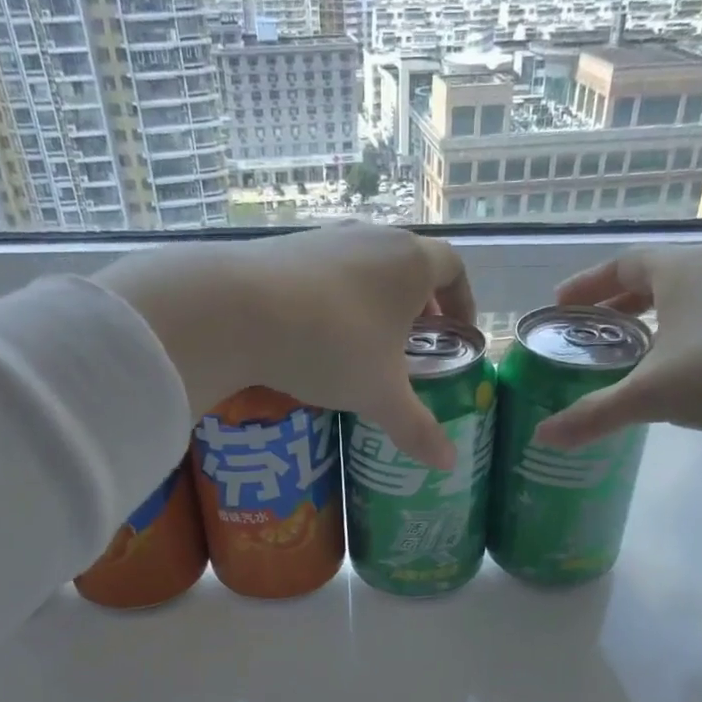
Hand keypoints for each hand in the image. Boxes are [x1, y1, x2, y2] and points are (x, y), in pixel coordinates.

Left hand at [94, 222, 473, 468]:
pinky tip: (319, 335)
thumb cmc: (333, 346)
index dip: (462, 301)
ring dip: (377, 301)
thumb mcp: (381, 395)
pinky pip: (328, 272)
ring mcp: (328, 236)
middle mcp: (375, 237)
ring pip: (367, 266)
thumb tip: (449, 464)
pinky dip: (337, 299)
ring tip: (367, 344)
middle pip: (411, 265)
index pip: (454, 268)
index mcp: (412, 263)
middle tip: (415, 345)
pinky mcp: (287, 246)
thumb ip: (418, 428)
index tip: (458, 332)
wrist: (238, 310)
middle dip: (420, 304)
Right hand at [533, 247, 701, 461]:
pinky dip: (685, 352)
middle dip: (618, 310)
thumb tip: (541, 436)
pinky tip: (678, 386)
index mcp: (684, 271)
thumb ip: (595, 414)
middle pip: (656, 283)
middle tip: (587, 338)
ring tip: (628, 364)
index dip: (588, 283)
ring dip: (655, 332)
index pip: (624, 264)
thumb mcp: (652, 394)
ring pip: (689, 310)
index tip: (560, 305)